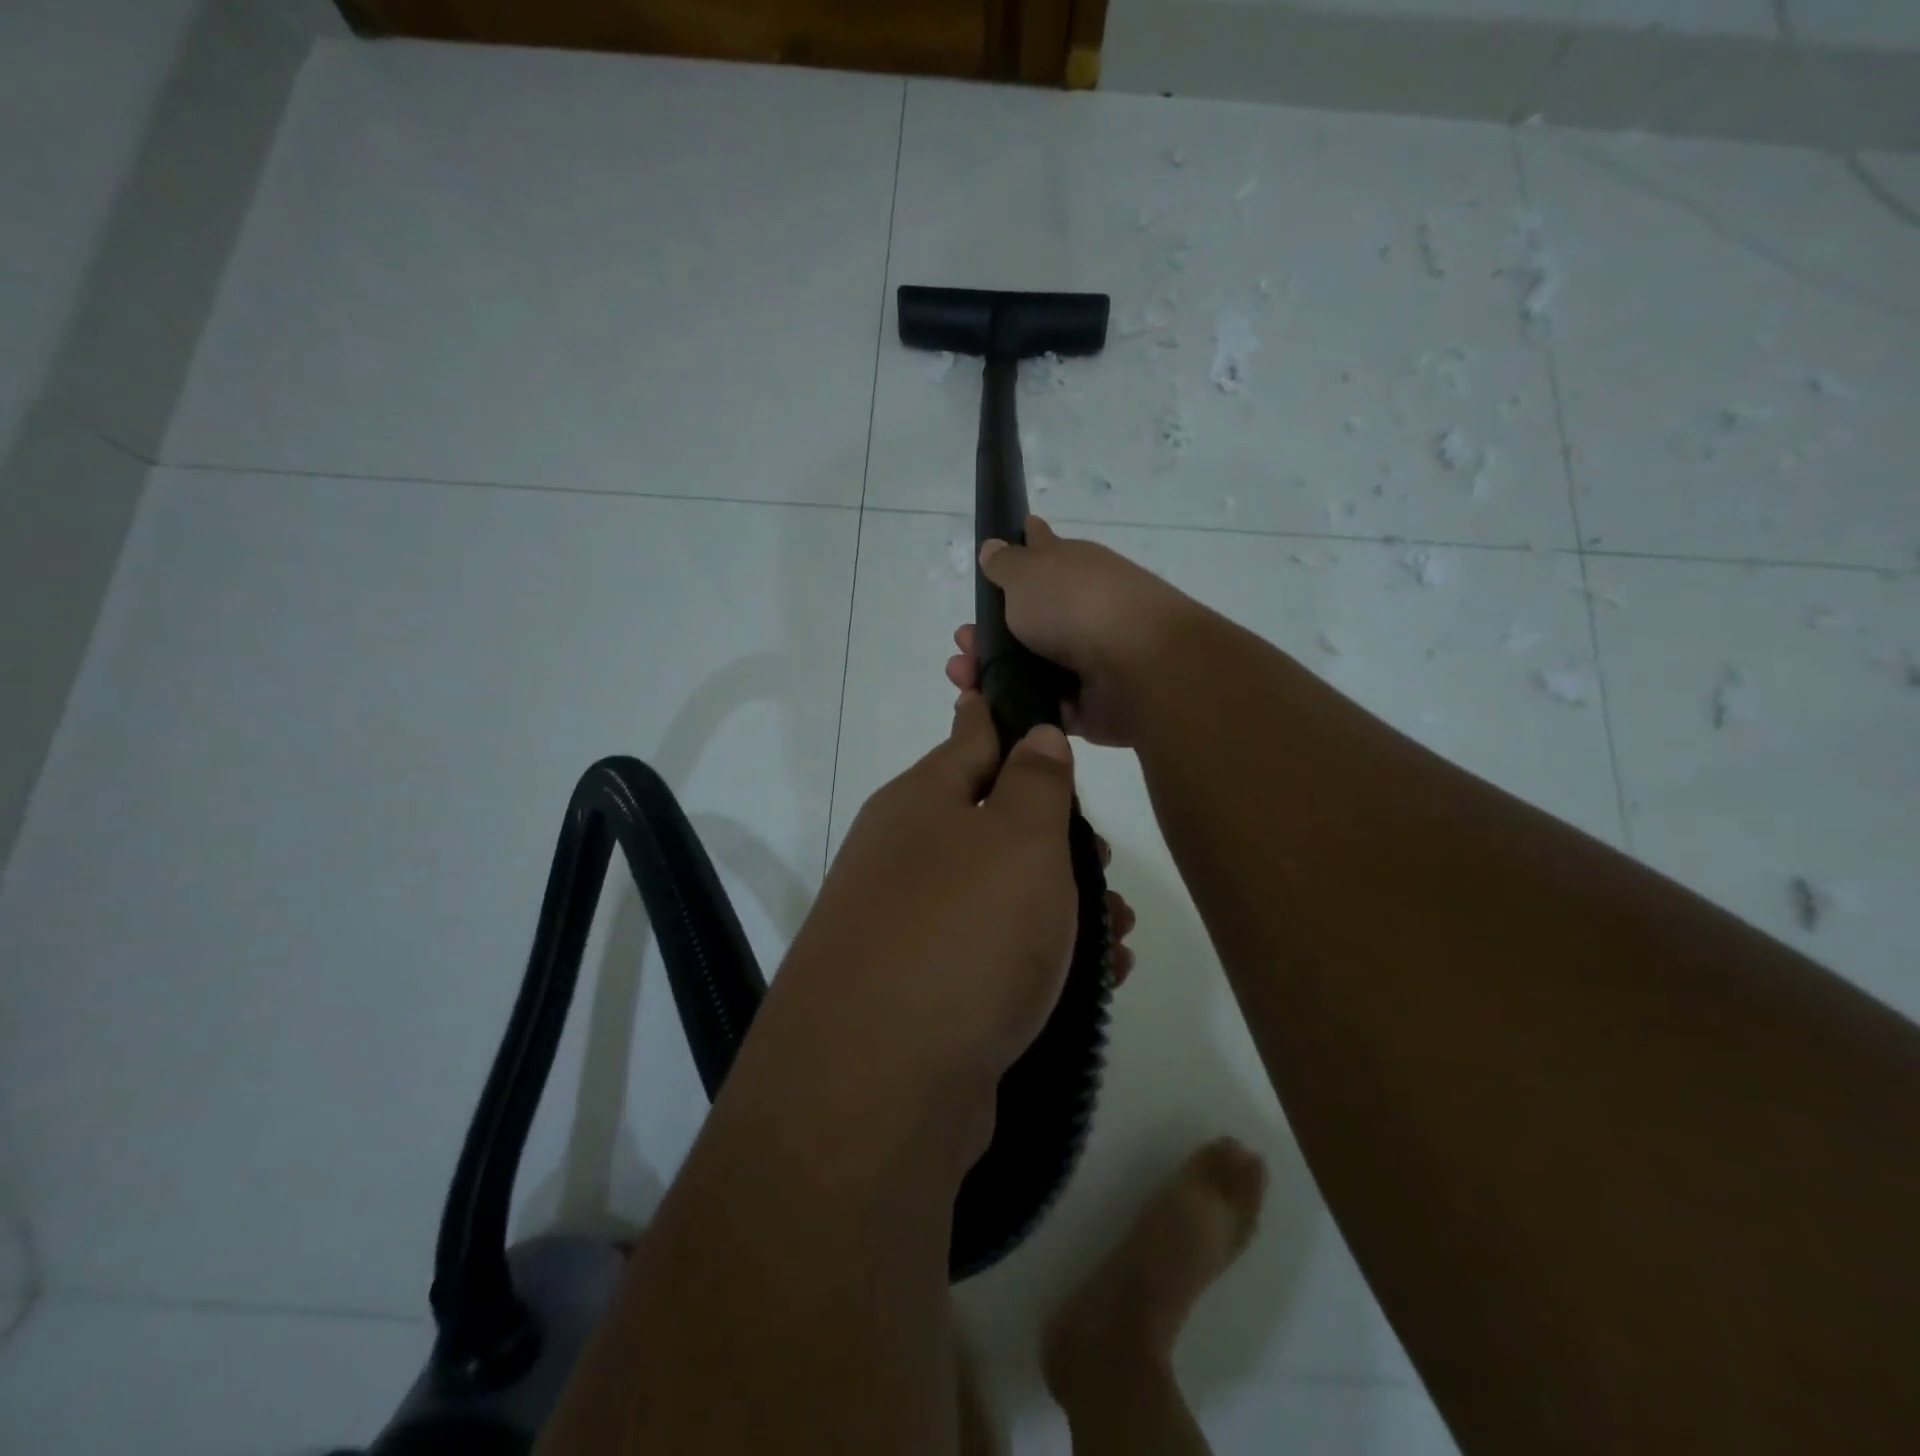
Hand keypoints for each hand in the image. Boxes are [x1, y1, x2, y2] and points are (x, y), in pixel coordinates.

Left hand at [775, 691, 1130, 1099]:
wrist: (879, 1087)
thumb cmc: (963, 932)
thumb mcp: (1018, 839)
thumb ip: (1034, 781)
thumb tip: (1032, 733)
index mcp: (921, 802)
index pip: (971, 736)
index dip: (1008, 716)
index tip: (1039, 706)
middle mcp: (906, 857)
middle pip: (992, 823)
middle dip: (1057, 837)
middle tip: (1104, 860)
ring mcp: (909, 927)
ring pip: (1000, 894)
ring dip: (1062, 904)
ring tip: (1120, 930)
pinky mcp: (923, 993)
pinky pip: (993, 955)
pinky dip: (1043, 959)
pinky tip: (1096, 980)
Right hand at [944, 516, 1202, 747]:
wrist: (1138, 666)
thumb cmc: (1077, 605)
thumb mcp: (1028, 572)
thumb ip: (1006, 563)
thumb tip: (996, 546)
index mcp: (1072, 569)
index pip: (1040, 552)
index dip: (1015, 553)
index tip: (988, 565)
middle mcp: (1080, 611)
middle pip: (1025, 621)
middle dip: (986, 633)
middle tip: (962, 643)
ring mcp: (1086, 659)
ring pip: (1028, 668)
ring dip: (991, 672)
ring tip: (963, 677)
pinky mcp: (1087, 705)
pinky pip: (1042, 706)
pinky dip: (1014, 706)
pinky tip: (985, 707)